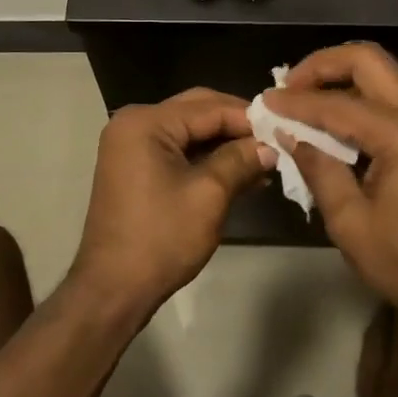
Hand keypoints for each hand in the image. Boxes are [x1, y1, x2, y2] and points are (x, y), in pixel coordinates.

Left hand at [69, 88, 275, 320]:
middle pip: (198, 111)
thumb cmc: (161, 238)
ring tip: (265, 160)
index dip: (249, 118)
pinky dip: (207, 159)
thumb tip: (270, 146)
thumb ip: (240, 160)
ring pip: (190, 132)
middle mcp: (135, 123)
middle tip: (275, 140)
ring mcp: (132, 145)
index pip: (209, 107)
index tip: (284, 128)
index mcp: (146, 122)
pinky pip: (178, 151)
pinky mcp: (136, 167)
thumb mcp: (209, 195)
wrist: (113, 289)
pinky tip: (241, 174)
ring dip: (225, 144)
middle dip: (237, 126)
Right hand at [264, 44, 397, 346]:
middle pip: (368, 60)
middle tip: (290, 86)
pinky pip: (396, 97)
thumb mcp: (354, 226)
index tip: (265, 102)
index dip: (296, 102)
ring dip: (343, 78)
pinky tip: (339, 122)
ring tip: (307, 100)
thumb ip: (320, 171)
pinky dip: (363, 97)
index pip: (336, 104)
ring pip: (384, 74)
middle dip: (323, 65)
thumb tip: (291, 136)